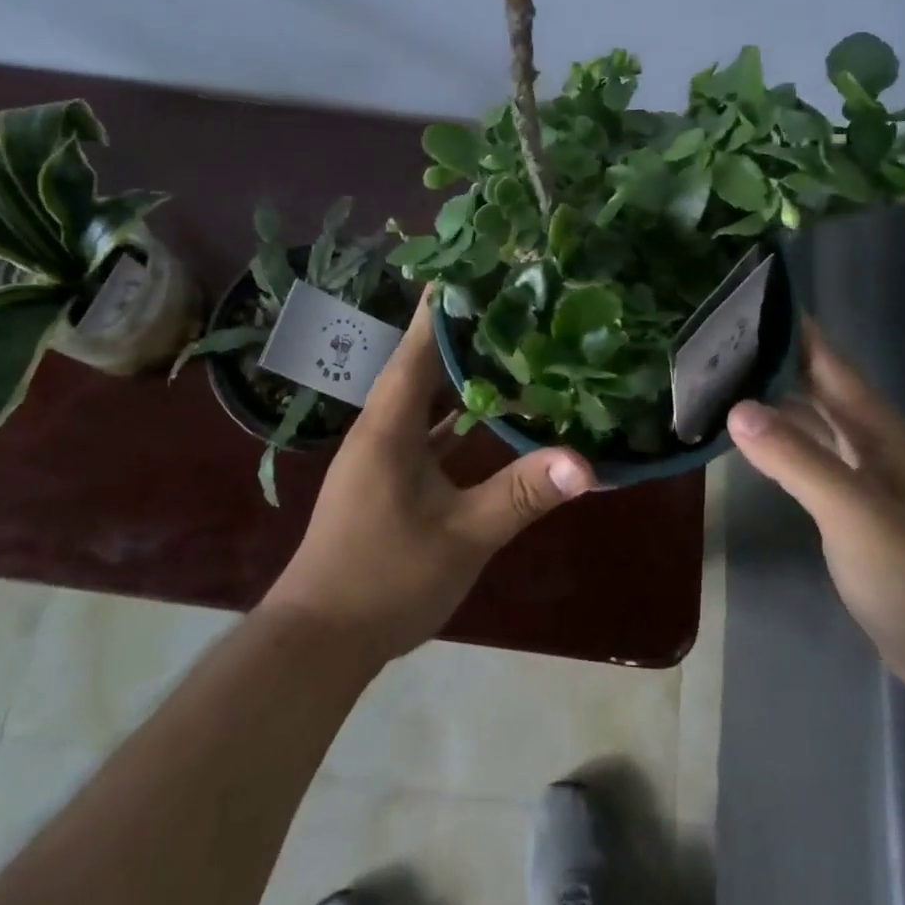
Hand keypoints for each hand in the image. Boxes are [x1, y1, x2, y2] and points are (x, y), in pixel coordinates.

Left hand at [261, 286, 597, 663]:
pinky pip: (424, 426)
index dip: (443, 304)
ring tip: (504, 339)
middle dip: (460, 327)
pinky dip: (454, 412)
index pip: (418, 345)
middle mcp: (381, 425)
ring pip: (423, 394)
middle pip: (421, 360)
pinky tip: (487, 409)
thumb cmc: (385, 579)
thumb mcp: (463, 536)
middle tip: (506, 295)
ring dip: (457, 368)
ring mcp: (382, 451)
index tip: (473, 263)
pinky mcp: (387, 476)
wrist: (318, 641)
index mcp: (389, 424)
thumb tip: (586, 463)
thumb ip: (522, 495)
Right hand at [728, 320, 904, 713]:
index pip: (828, 361)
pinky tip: (751, 442)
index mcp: (881, 429)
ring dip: (773, 402)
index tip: (744, 298)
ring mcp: (867, 478)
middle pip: (817, 387)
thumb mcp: (855, 514)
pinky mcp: (856, 511)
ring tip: (720, 381)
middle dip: (772, 360)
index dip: (792, 328)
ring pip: (813, 423)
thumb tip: (736, 407)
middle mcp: (874, 443)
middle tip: (713, 340)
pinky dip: (781, 444)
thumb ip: (797, 459)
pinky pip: (811, 459)